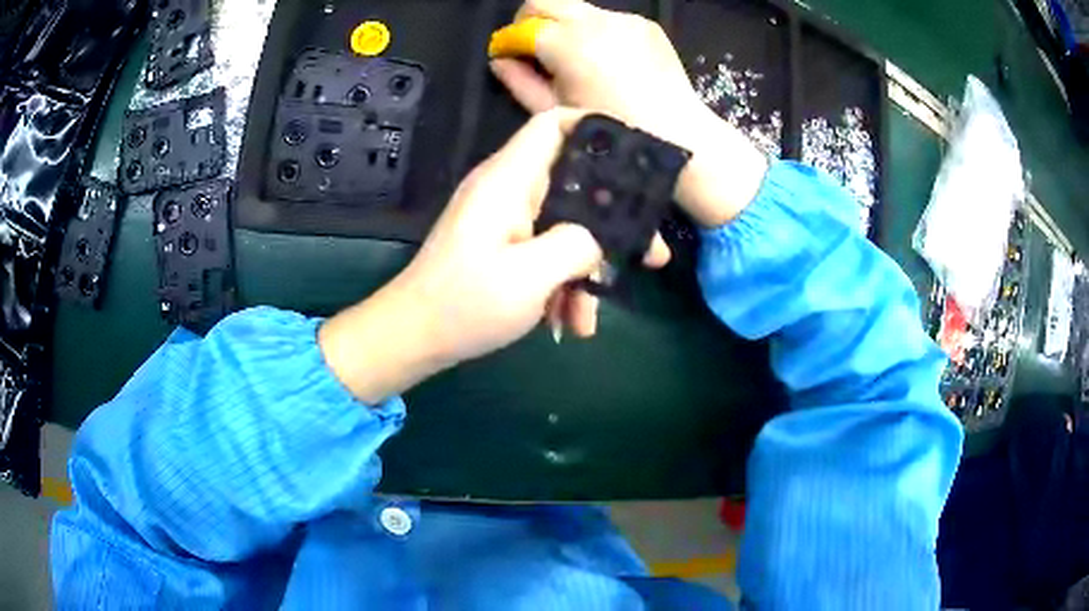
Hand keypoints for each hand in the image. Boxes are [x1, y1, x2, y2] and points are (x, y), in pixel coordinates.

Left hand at [319, 109, 669, 402]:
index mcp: (508, 181)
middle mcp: (509, 191)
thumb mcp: (528, 278)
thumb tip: (595, 240)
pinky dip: (562, 283)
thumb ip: (575, 246)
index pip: (551, 125)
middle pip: (574, 182)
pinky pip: (547, 252)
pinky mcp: (505, 246)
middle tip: (649, 253)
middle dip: (613, 221)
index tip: (636, 155)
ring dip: (585, 269)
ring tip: (589, 316)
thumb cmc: (463, 305)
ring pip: (566, 227)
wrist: (415, 338)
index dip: (594, 127)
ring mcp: (506, 220)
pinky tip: (567, 322)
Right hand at [490, 0, 768, 226]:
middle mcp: (593, 21)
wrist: (677, 134)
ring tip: (575, 58)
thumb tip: (501, 61)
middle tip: (533, 48)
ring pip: (575, 8)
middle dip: (529, 20)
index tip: (508, 56)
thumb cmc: (610, 130)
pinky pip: (607, 19)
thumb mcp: (555, 112)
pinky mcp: (644, 24)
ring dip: (564, 25)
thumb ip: (520, 82)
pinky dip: (595, 32)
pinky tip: (607, 60)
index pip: (521, 26)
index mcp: (566, 44)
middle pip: (544, 1)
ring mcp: (623, 19)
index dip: (508, 42)